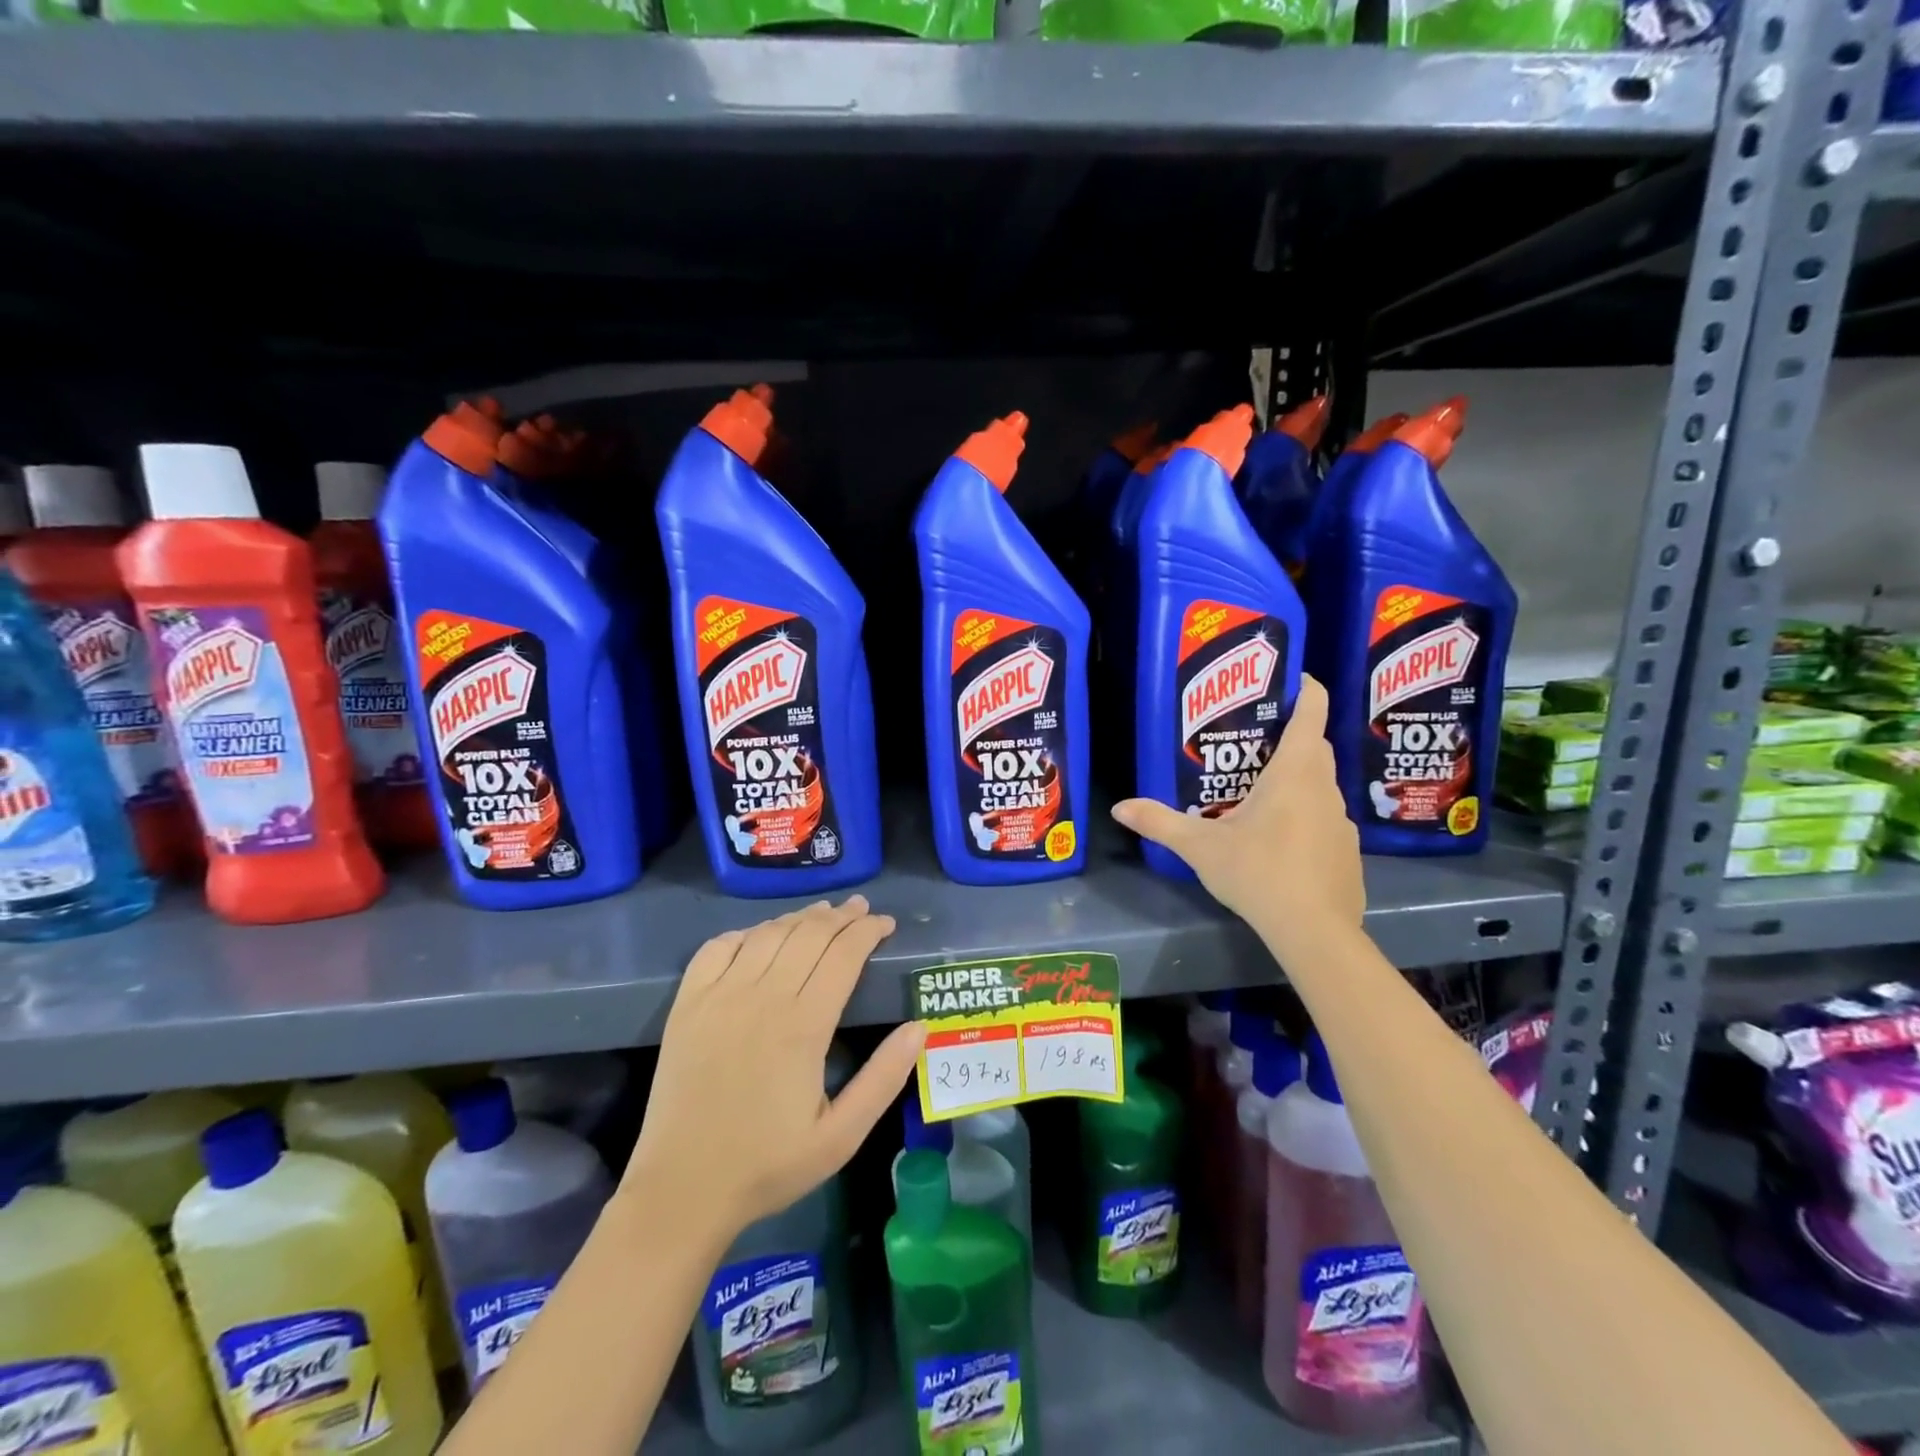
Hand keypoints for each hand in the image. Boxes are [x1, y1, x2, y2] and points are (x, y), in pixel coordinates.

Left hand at [627, 897, 926, 1237]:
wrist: (681, 1190)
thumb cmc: (768, 1165)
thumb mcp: (840, 1137)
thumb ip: (883, 1079)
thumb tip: (919, 1028)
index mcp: (803, 1026)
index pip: (844, 954)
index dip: (868, 931)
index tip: (886, 924)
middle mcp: (762, 997)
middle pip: (809, 934)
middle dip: (842, 916)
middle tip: (861, 910)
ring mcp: (719, 995)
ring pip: (769, 933)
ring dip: (801, 917)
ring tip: (823, 913)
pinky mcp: (688, 1003)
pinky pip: (720, 946)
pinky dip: (748, 932)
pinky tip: (763, 935)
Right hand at [1111, 674, 1363, 934]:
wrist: (1314, 931)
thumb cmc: (1258, 872)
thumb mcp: (1200, 847)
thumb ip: (1160, 823)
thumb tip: (1119, 807)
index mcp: (1295, 773)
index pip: (1311, 712)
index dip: (1304, 688)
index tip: (1289, 678)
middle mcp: (1325, 788)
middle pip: (1315, 746)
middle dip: (1290, 735)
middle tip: (1252, 739)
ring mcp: (1342, 821)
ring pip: (1320, 784)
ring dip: (1297, 779)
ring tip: (1258, 790)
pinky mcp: (1347, 851)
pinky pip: (1325, 818)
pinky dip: (1305, 816)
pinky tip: (1279, 841)